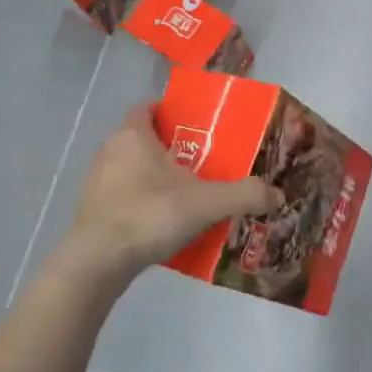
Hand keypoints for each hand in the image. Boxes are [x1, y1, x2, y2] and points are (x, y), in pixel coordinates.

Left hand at [62, 104, 281, 282]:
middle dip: (171, 148)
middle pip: (143, 139)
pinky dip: (144, 203)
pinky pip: (125, 197)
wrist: (97, 263)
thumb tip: (278, 195)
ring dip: (156, 178)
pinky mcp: (94, 211)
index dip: (169, 111)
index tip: (195, 124)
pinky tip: (166, 223)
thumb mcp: (205, 203)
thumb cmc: (148, 215)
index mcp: (132, 136)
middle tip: (203, 162)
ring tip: (189, 194)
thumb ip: (244, 195)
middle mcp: (110, 151)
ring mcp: (97, 183)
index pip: (147, 108)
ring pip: (132, 170)